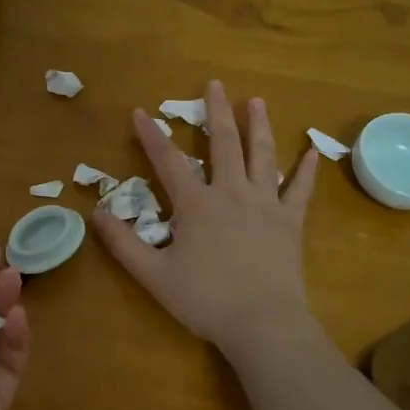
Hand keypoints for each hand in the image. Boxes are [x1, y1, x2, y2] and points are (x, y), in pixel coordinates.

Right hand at [92, 80, 319, 356]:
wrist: (263, 325)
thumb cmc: (205, 300)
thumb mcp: (153, 275)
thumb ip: (123, 244)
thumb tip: (96, 213)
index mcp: (197, 205)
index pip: (168, 162)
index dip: (152, 136)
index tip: (140, 111)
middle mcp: (232, 194)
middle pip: (223, 144)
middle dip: (216, 112)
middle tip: (215, 84)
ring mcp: (266, 205)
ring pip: (263, 157)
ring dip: (259, 127)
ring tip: (257, 101)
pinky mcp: (290, 224)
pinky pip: (300, 192)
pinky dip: (306, 171)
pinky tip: (312, 153)